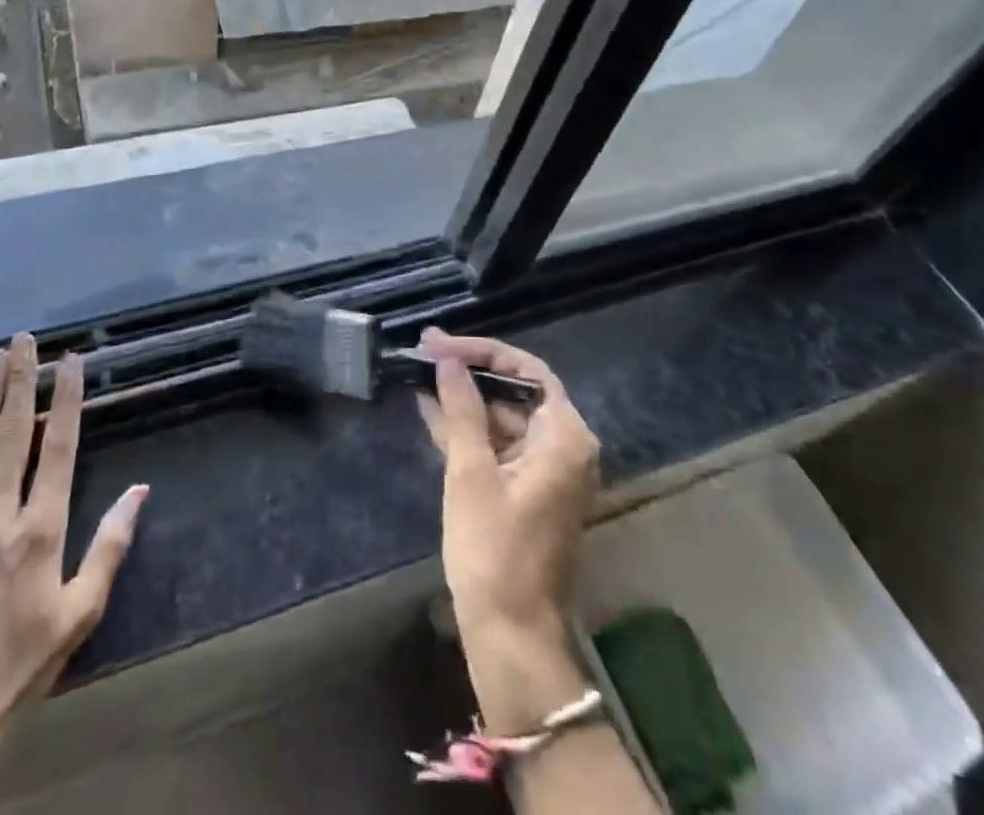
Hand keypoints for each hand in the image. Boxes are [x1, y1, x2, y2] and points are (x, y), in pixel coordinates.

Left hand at [0, 335, 146, 814]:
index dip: (67, 399)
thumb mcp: (79, 613)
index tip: (71, 361)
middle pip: (12, 432)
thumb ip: (110, 546)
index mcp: (40, 530)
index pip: (57, 447)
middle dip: (21, 380)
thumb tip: (141, 491)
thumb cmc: (18, 665)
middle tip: (25, 339)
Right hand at [416, 329, 598, 733]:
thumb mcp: (471, 472)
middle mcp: (563, 447)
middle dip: (469, 373)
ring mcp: (545, 471)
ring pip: (503, 418)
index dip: (483, 353)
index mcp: (565, 437)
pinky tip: (430, 408)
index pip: (528, 371)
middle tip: (424, 352)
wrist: (510, 638)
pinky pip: (498, 446)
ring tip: (419, 373)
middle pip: (516, 392)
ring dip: (463, 400)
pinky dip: (468, 430)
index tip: (441, 345)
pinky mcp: (526, 491)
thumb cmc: (494, 551)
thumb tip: (447, 360)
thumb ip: (461, 409)